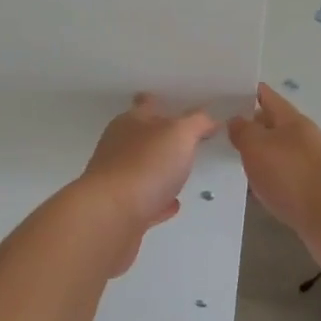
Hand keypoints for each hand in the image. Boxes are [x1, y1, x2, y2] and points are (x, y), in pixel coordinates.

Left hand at [78, 94, 218, 273]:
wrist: (111, 217)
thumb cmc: (145, 166)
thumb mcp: (179, 134)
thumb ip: (197, 122)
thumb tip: (209, 119)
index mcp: (130, 123)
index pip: (146, 105)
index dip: (160, 102)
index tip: (176, 103)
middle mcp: (119, 148)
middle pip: (142, 138)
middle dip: (162, 138)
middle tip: (187, 140)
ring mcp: (117, 181)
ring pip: (142, 170)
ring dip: (160, 171)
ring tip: (183, 173)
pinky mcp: (120, 211)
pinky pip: (145, 201)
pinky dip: (158, 201)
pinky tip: (172, 204)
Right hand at [228, 83, 320, 269]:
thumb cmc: (292, 175)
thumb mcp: (257, 146)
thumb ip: (243, 131)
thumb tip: (236, 119)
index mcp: (291, 120)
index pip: (265, 96)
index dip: (245, 92)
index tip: (221, 94)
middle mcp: (302, 138)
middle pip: (271, 126)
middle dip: (248, 126)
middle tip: (217, 130)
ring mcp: (309, 165)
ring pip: (276, 154)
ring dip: (257, 156)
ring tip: (229, 160)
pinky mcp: (310, 192)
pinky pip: (282, 179)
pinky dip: (267, 180)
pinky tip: (252, 190)